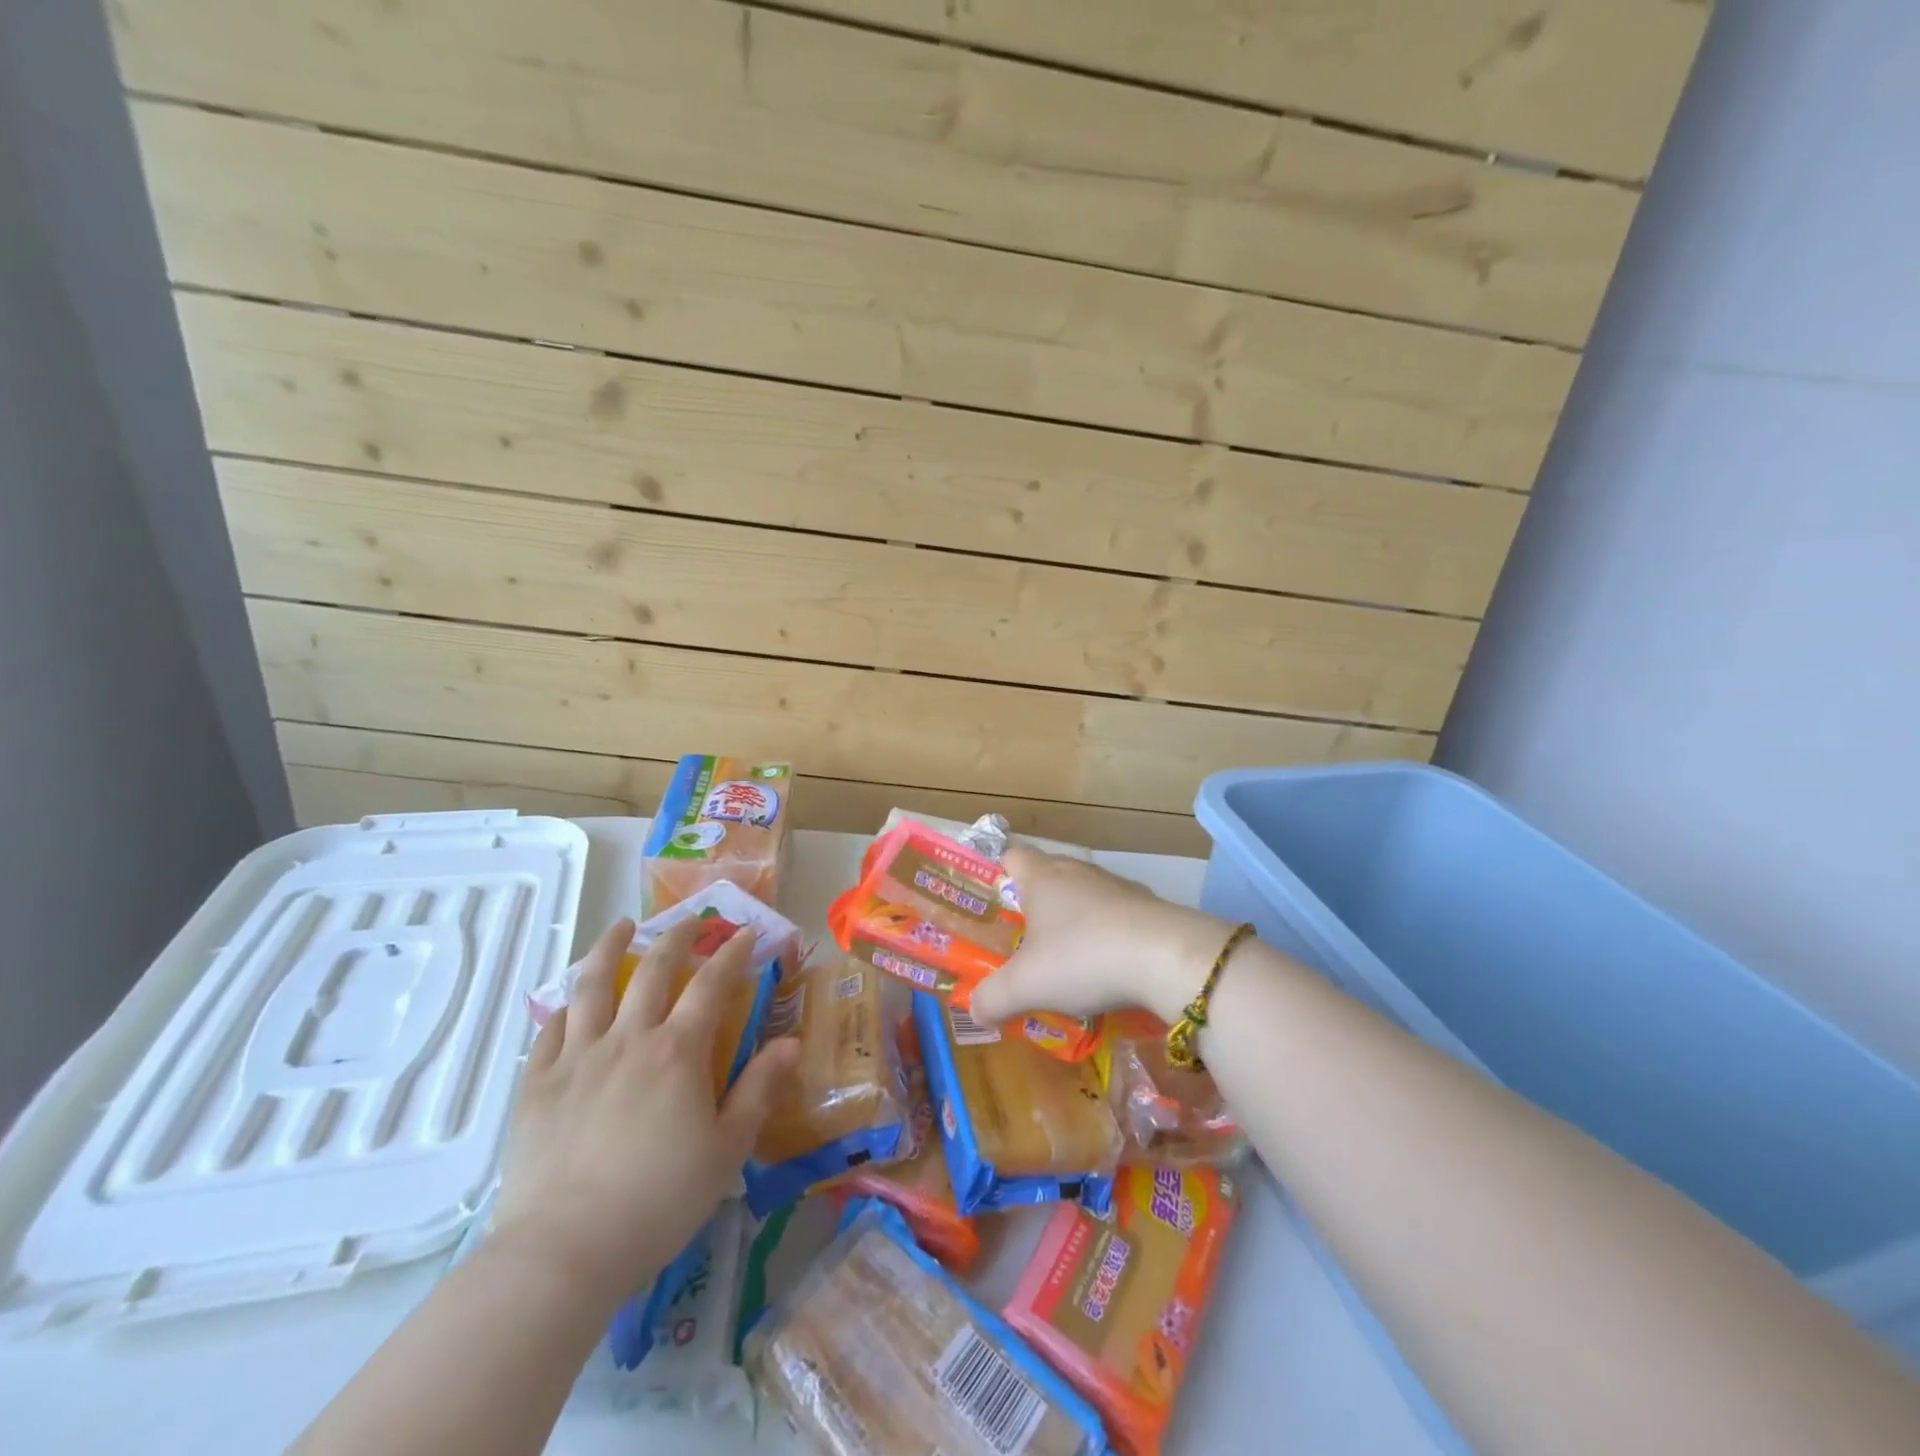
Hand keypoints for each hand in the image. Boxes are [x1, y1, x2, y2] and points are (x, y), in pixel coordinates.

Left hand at [490, 917, 801, 1301]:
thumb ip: (760, 1090)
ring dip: (609, 948)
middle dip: (676, 938)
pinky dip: (566, 1006)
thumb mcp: (727, 1149)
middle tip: (690, 921)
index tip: (745, 933)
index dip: (731, 954)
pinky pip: (550, 1030)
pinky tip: (572, 1000)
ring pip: (593, 985)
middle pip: (653, 970)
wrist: (565, 1251)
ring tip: (619, 926)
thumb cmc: (659, 1201)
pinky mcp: (536, 1084)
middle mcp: (628, 1039)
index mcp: (678, 1051)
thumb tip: (791, 1042)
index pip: (711, 984)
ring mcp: (577, 1057)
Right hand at [971, 847, 1235, 1025]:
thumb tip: (975, 1010)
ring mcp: (1117, 886)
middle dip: (1034, 906)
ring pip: (1084, 897)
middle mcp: (1077, 871)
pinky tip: (1108, 970)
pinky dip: (1107, 937)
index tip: (993, 906)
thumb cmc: (1082, 958)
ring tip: (1066, 962)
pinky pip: (1116, 917)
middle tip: (1022, 943)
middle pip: (1048, 876)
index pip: (1011, 856)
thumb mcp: (1026, 986)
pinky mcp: (1148, 907)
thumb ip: (993, 998)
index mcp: (1042, 877)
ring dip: (1074, 923)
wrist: (1167, 958)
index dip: (998, 875)